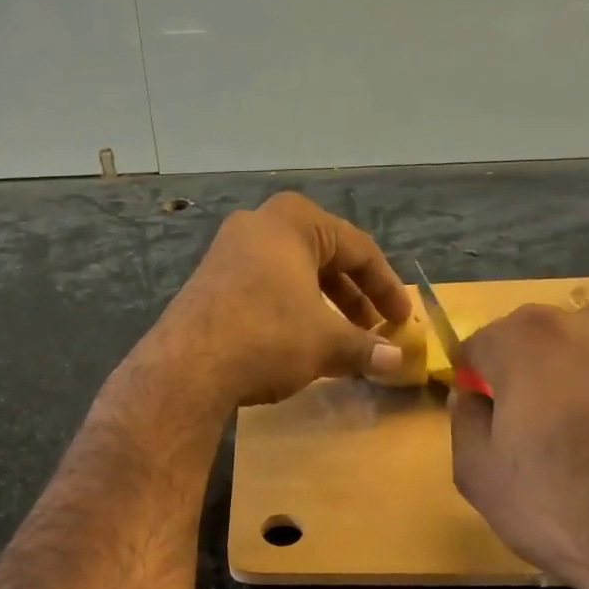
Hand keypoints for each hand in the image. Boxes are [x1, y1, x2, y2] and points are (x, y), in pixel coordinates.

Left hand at [143, 191, 413, 408]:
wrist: (187, 367)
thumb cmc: (267, 337)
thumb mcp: (325, 343)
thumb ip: (365, 348)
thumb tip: (397, 362)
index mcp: (294, 221)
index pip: (359, 249)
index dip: (387, 287)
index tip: (402, 320)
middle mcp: (258, 226)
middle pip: (323, 259)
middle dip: (353, 298)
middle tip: (373, 330)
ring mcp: (227, 253)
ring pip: (292, 276)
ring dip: (322, 309)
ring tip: (340, 342)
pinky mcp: (208, 284)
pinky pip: (263, 290)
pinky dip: (289, 313)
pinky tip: (298, 345)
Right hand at [449, 301, 588, 588]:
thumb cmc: (560, 507)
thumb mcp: (478, 474)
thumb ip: (465, 420)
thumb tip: (470, 395)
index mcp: (527, 339)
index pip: (480, 343)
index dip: (473, 378)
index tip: (479, 411)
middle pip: (538, 337)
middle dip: (524, 370)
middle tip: (526, 425)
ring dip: (576, 377)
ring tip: (581, 433)